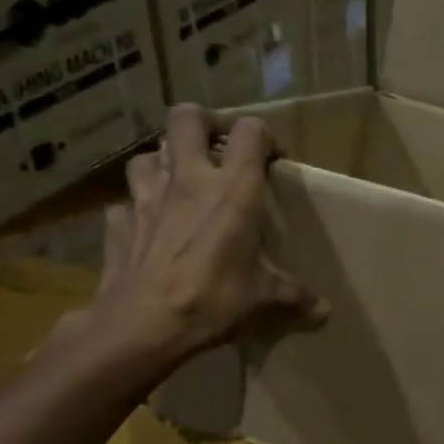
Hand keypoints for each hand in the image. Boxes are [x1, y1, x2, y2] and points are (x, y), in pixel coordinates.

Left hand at [44, 105, 326, 386]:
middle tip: (218, 150)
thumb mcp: (264, 298)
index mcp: (233, 189)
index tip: (272, 161)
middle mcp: (188, 179)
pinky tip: (148, 228)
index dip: (263, 136)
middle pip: (187, 118)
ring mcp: (146, 197)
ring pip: (149, 154)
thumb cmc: (213, 299)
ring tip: (180, 185)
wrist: (143, 325)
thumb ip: (294, 296)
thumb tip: (324, 311)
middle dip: (204, 124)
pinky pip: (126, 203)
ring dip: (165, 162)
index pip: (250, 131)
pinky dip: (137, 210)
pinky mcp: (119, 222)